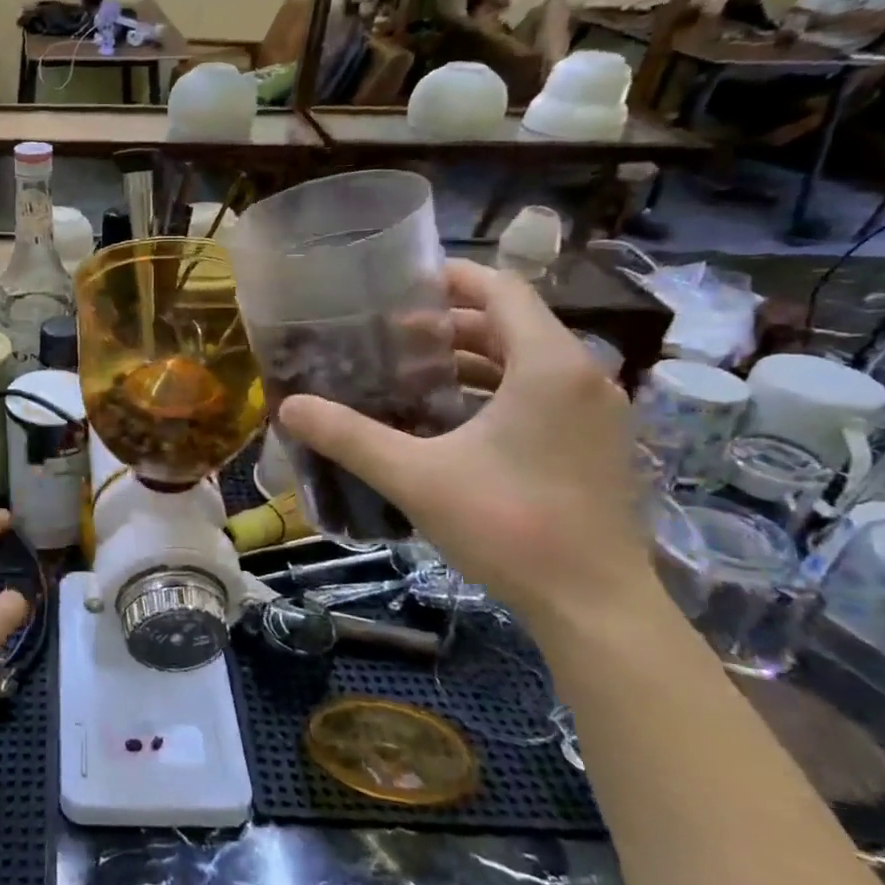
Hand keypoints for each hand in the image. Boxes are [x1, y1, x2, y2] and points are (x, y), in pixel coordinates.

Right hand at [277, 260, 652, 628]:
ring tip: (409, 372)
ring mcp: (595, 413)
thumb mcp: (415, 476)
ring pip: (526, 361)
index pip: (502, 289)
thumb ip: (349, 437)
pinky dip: (494, 389)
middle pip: (512, 324)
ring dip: (470, 358)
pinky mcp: (595, 445)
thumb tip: (288, 407)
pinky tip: (448, 418)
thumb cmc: (508, 525)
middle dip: (449, 323)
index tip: (399, 284)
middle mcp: (582, 376)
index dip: (451, 278)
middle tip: (388, 335)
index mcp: (548, 365)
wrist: (594, 606)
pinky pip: (540, 393)